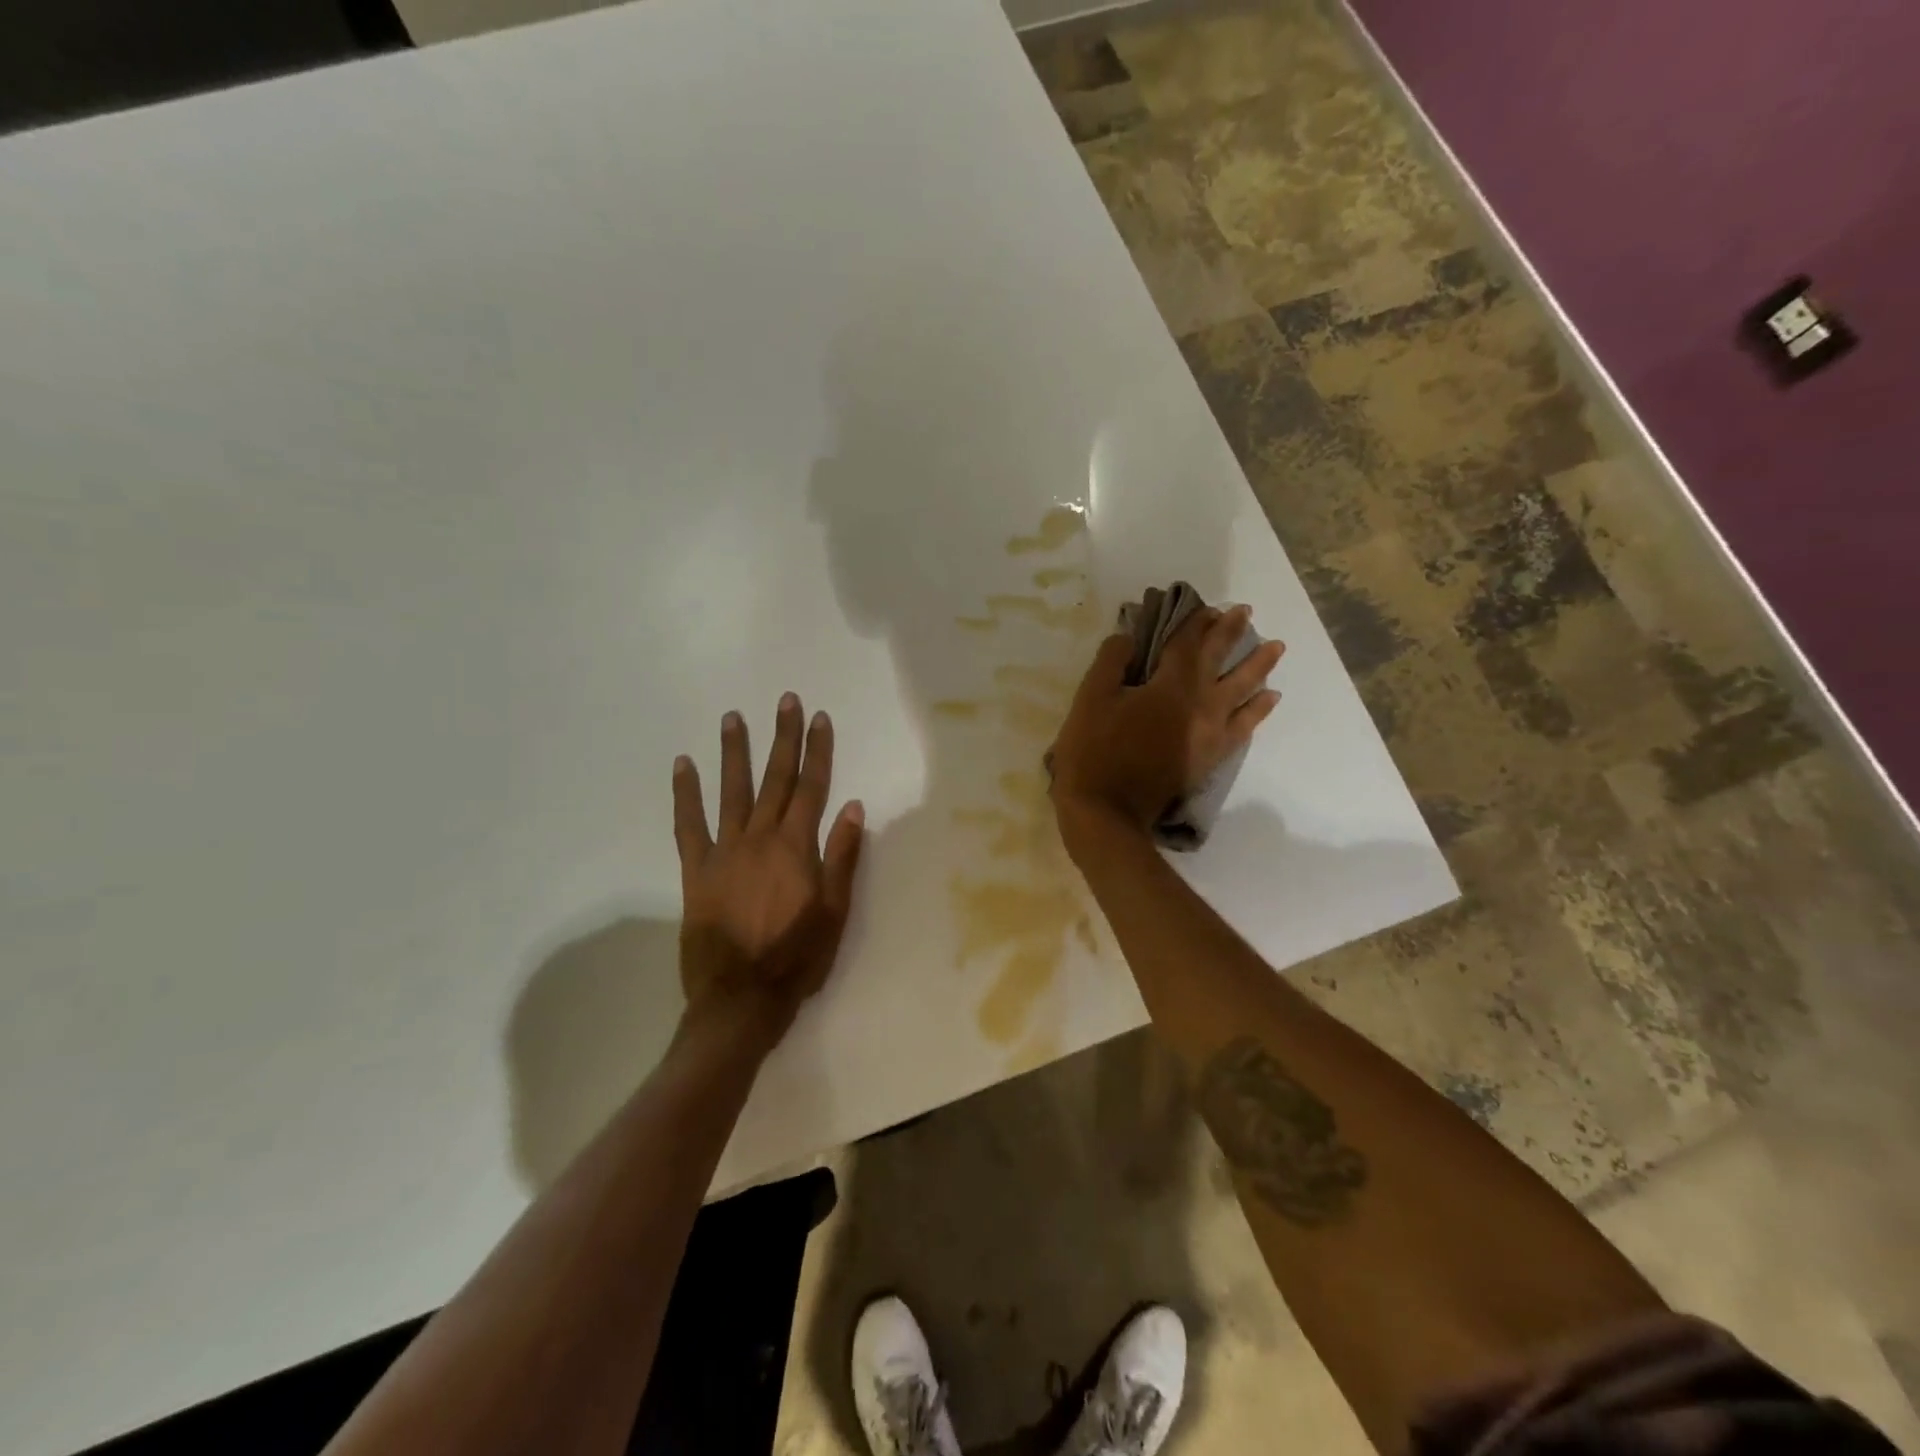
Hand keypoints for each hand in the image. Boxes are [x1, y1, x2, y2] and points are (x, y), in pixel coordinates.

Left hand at [672, 694, 864, 1046]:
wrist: (740, 1000)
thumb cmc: (797, 959)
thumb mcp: (835, 913)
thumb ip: (841, 857)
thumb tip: (851, 806)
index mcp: (796, 848)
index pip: (811, 788)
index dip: (818, 751)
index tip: (820, 718)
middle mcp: (760, 839)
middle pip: (775, 779)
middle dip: (783, 738)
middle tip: (785, 700)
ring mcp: (724, 852)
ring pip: (731, 791)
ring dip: (734, 752)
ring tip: (733, 717)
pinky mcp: (696, 871)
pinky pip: (688, 825)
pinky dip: (685, 794)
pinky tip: (683, 765)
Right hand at [1049, 604, 1284, 839]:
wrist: (1107, 812)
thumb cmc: (1093, 752)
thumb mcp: (1089, 699)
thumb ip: (1111, 661)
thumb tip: (1130, 637)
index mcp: (1170, 686)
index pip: (1187, 643)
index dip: (1195, 621)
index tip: (1206, 605)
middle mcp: (1199, 704)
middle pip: (1220, 660)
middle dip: (1231, 633)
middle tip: (1247, 612)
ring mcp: (1210, 733)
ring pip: (1243, 691)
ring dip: (1259, 666)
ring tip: (1276, 648)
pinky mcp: (1210, 757)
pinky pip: (1243, 728)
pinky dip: (1257, 711)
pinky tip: (1268, 700)